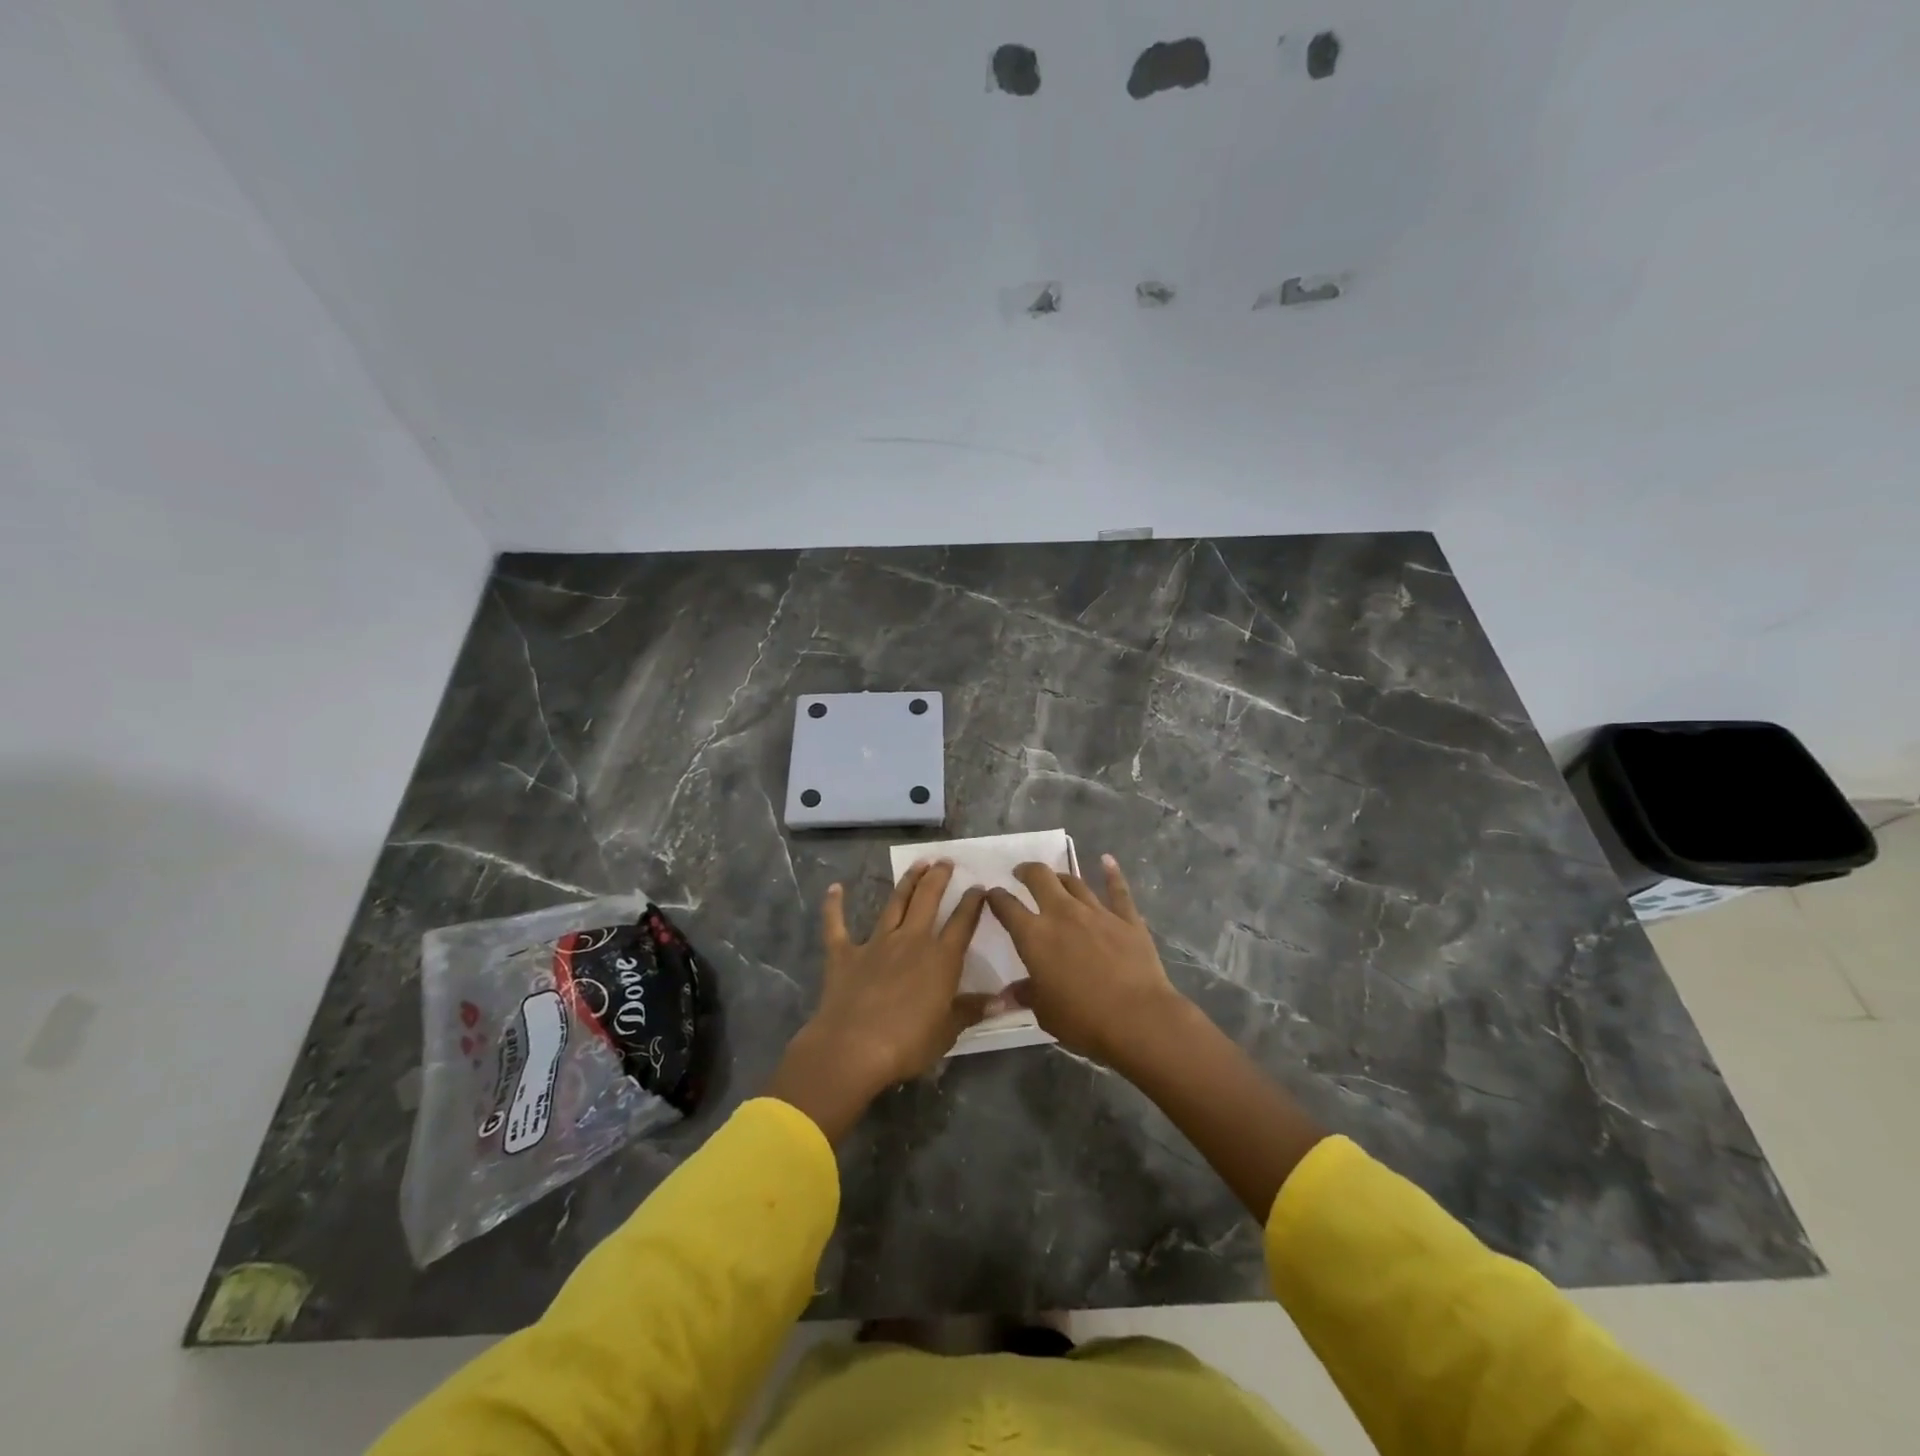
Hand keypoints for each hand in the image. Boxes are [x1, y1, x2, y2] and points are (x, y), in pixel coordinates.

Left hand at [766, 861, 990, 1140]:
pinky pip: (837, 925)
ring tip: (918, 863)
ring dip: (907, 881)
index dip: (972, 903)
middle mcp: (911, 941)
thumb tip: (1005, 1001)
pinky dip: (834, 906)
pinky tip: (835, 888)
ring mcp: (876, 943)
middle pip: (928, 900)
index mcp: (941, 959)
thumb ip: (972, 1010)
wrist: (852, 1048)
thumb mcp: (947, 1032)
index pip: (962, 923)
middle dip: (939, 878)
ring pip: (895, 903)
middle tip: (946, 861)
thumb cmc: (907, 1043)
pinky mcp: (844, 954)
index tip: (979, 887)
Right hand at [985, 855, 1187, 1069]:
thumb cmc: (1083, 1019)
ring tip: (1055, 878)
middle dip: (1027, 871)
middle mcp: (1062, 914)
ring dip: (1061, 877)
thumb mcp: (1045, 1012)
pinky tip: (1107, 860)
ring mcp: (1096, 912)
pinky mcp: (1126, 918)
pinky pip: (1118, 889)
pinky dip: (1111, 873)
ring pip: (1074, 881)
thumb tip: (1008, 994)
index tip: (992, 894)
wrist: (1138, 1018)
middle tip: (1021, 873)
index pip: (1007, 907)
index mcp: (1034, 936)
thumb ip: (1027, 994)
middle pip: (1040, 877)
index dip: (996, 897)